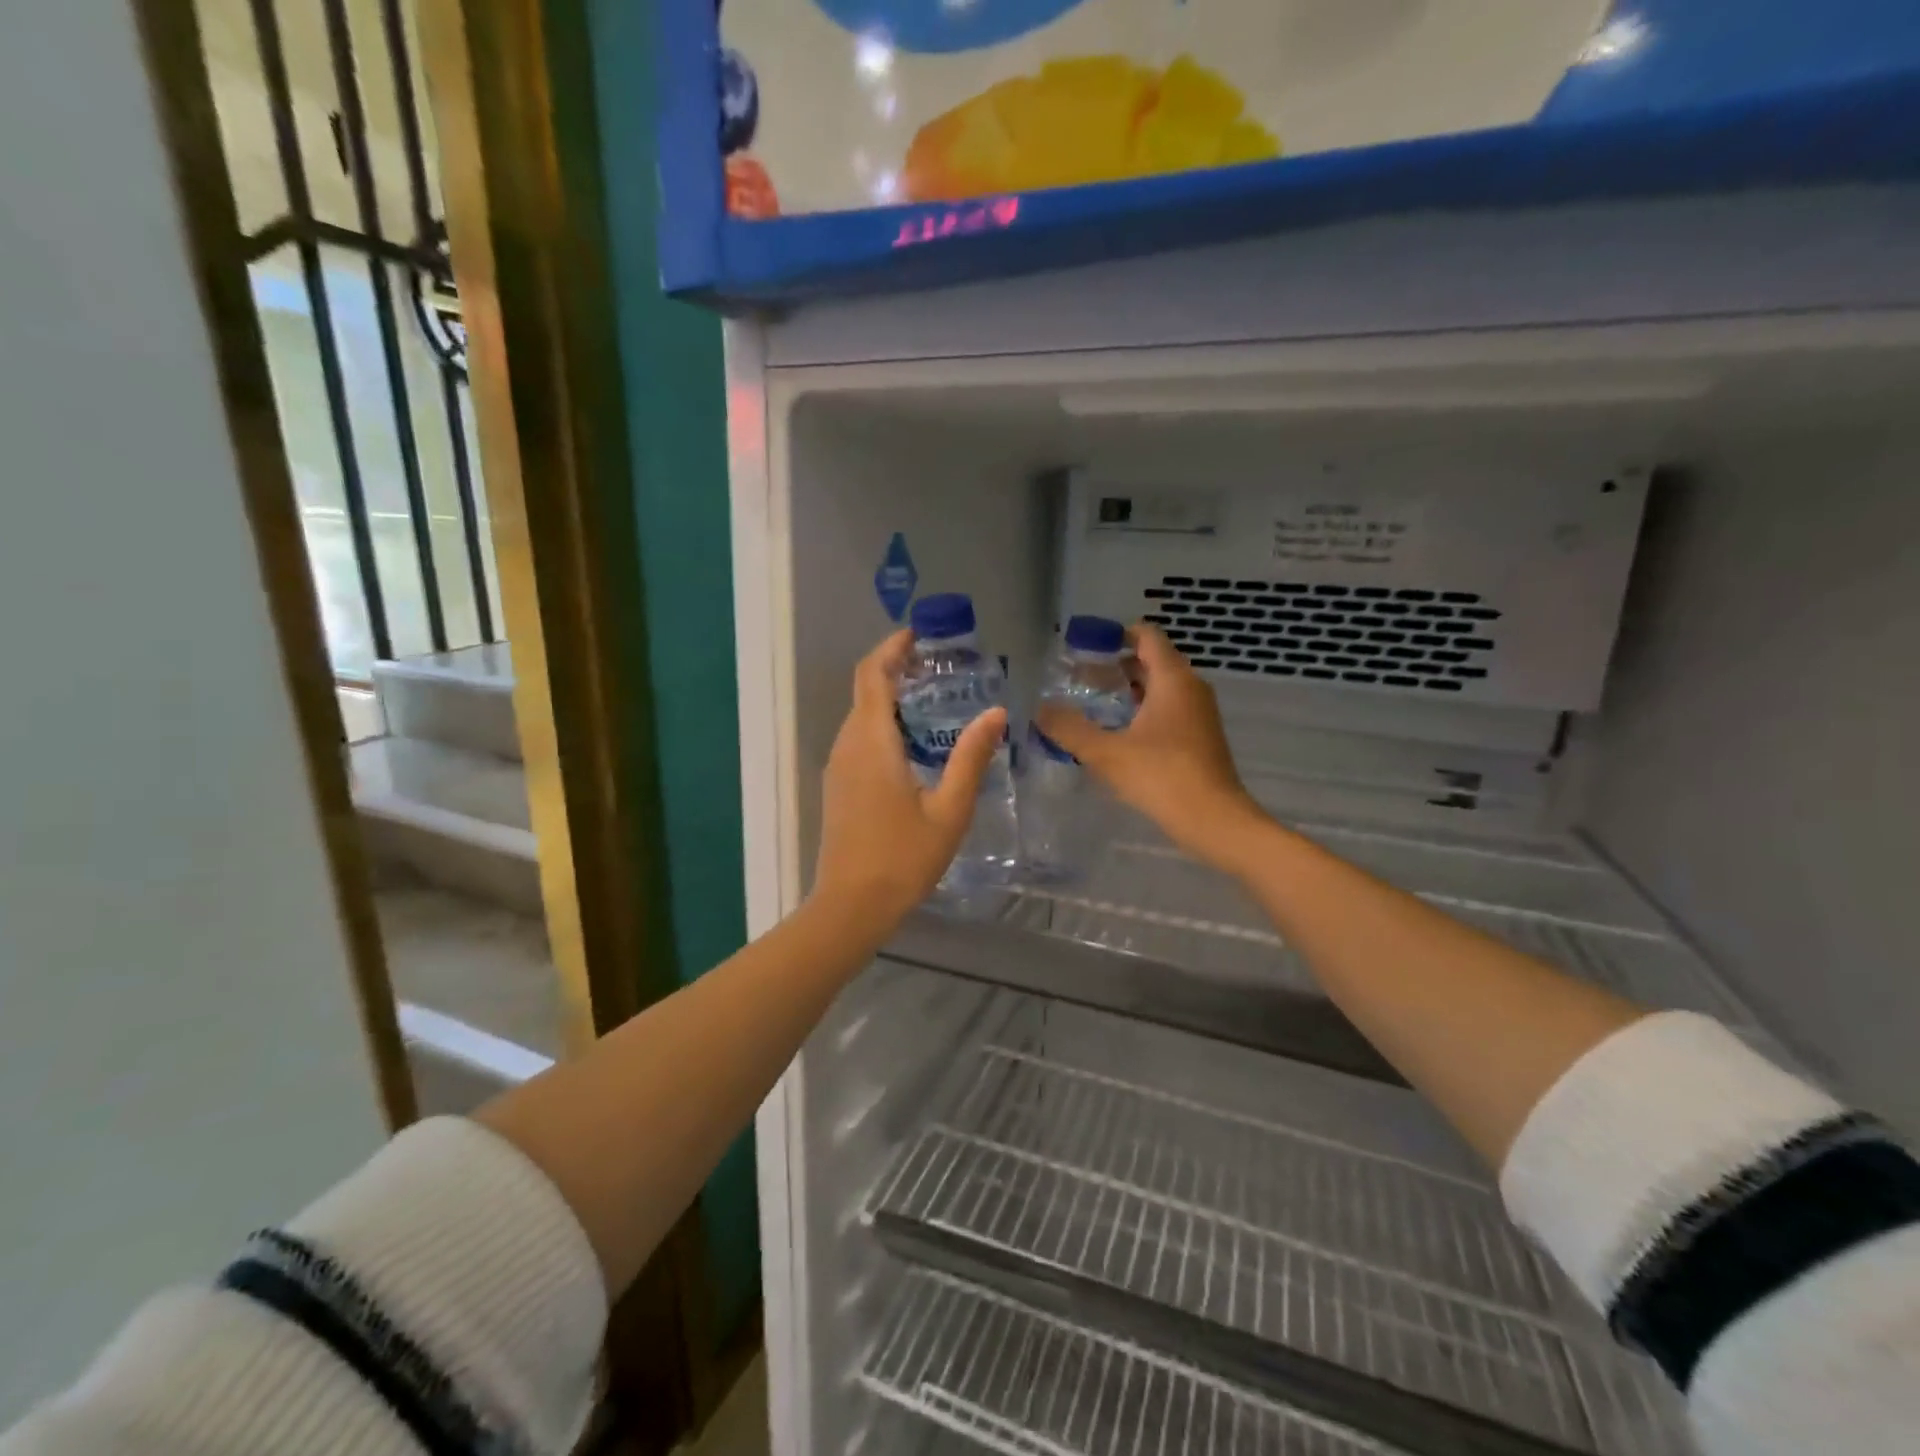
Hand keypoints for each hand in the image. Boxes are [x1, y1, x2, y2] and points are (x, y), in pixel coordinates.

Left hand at [814, 630, 1007, 926]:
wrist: (851, 905)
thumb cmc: (903, 858)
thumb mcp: (950, 809)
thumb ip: (971, 757)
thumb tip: (996, 711)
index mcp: (872, 742)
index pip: (872, 675)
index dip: (891, 648)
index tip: (918, 635)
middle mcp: (848, 745)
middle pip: (865, 690)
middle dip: (894, 669)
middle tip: (938, 667)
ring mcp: (838, 766)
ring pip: (860, 716)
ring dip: (889, 698)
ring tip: (932, 698)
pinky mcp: (838, 785)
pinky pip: (858, 739)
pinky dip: (882, 725)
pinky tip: (913, 743)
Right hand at [1037, 622, 1267, 867]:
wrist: (1214, 820)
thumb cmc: (1161, 776)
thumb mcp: (1106, 753)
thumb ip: (1069, 729)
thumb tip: (1039, 709)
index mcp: (1173, 679)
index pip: (1147, 636)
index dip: (1116, 634)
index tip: (1086, 647)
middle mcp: (1191, 688)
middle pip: (1152, 661)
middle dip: (1117, 665)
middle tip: (1080, 678)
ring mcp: (1199, 714)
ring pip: (1161, 688)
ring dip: (1129, 690)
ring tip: (1093, 704)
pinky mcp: (1200, 737)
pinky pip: (1168, 710)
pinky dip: (1143, 711)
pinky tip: (1118, 733)